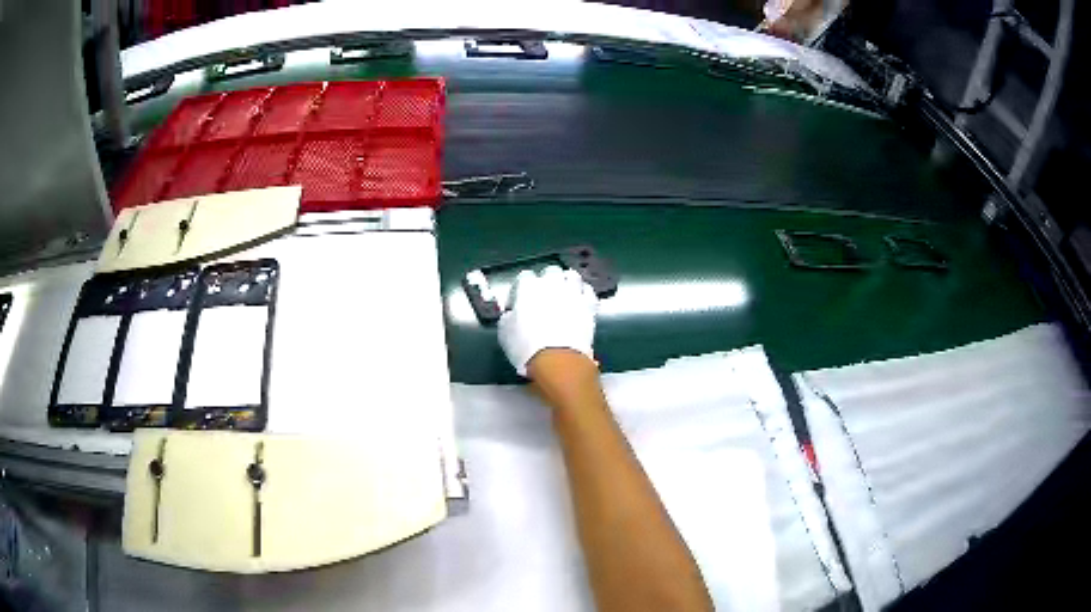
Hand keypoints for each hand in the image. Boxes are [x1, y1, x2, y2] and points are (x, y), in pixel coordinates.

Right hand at [499, 266, 597, 375]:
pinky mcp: (589, 305)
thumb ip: (507, 316)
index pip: (524, 278)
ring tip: (563, 294)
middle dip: (546, 281)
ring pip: (572, 277)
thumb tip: (511, 314)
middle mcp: (552, 284)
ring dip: (567, 283)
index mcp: (528, 287)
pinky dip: (583, 294)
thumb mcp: (504, 332)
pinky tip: (579, 302)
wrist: (557, 359)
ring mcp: (572, 293)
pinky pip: (588, 291)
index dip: (520, 291)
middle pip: (550, 272)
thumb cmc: (526, 346)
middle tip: (542, 296)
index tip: (517, 304)